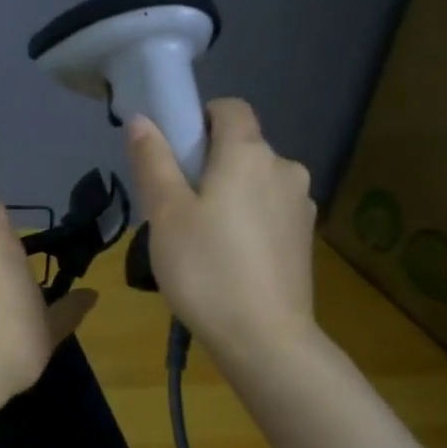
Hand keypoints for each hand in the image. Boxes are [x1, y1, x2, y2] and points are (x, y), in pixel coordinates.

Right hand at [125, 99, 316, 350]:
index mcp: (249, 154)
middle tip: (175, 204)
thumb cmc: (206, 269)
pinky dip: (247, 219)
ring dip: (229, 193)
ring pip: (255, 181)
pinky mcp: (304, 238)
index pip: (230, 108)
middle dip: (209, 163)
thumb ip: (153, 161)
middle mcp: (284, 168)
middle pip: (242, 146)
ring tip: (200, 237)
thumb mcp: (165, 213)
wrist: (264, 338)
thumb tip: (141, 119)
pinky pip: (268, 210)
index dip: (200, 119)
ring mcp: (300, 205)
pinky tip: (228, 258)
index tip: (174, 152)